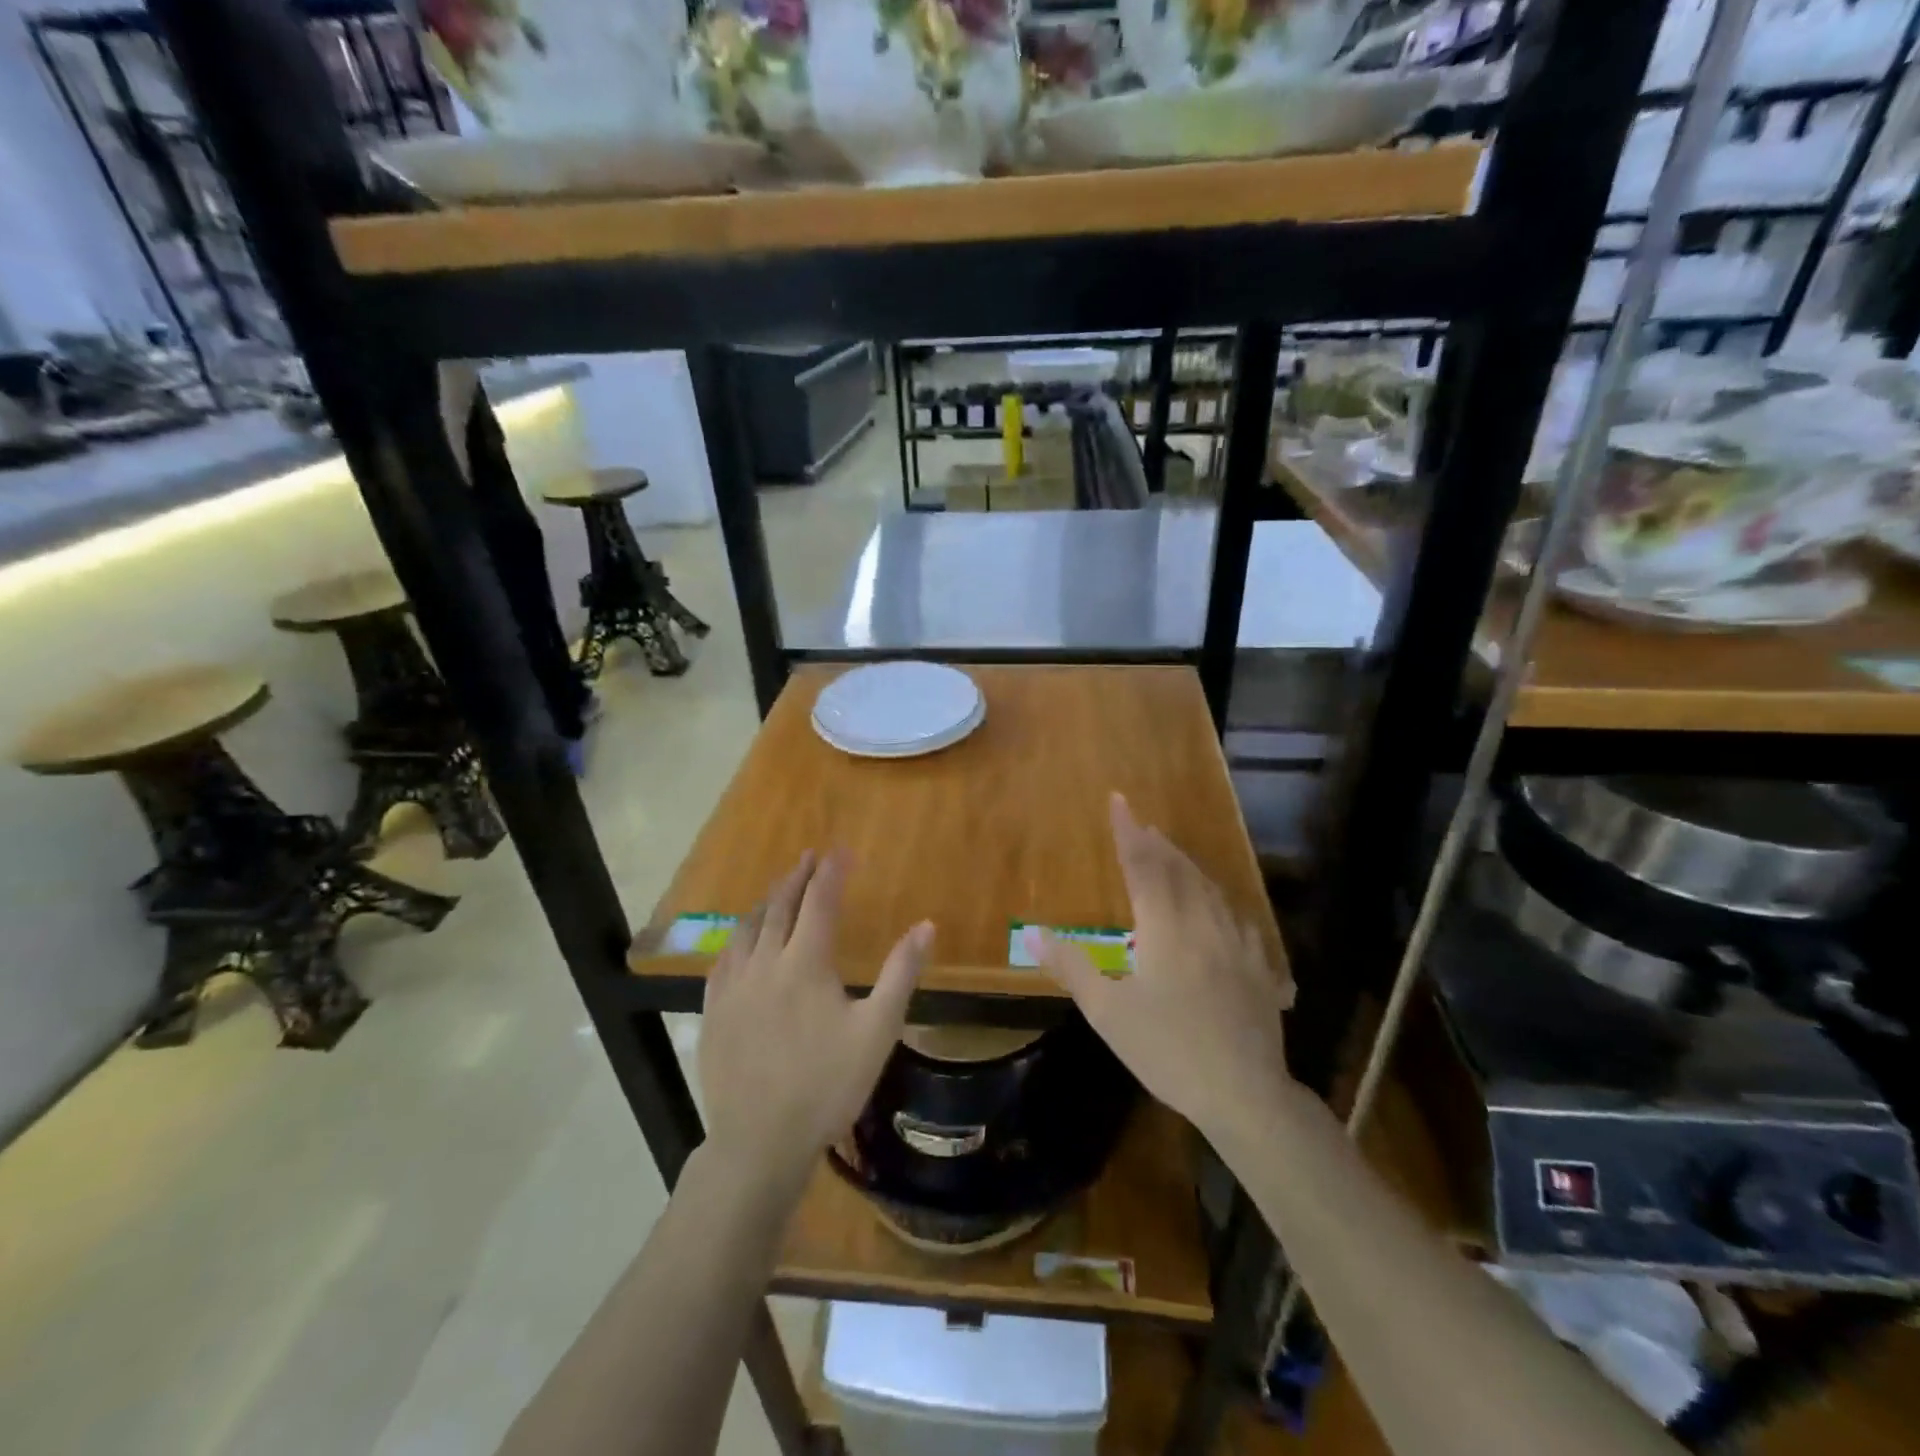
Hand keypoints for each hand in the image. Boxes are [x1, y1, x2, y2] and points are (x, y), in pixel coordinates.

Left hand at [700, 851, 932, 1194]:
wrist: (759, 1142)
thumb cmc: (827, 1085)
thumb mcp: (877, 1031)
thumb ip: (901, 974)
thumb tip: (926, 926)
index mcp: (805, 963)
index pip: (819, 902)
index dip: (831, 872)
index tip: (842, 851)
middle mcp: (764, 963)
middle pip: (780, 907)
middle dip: (797, 878)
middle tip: (809, 857)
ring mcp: (732, 987)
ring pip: (747, 929)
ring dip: (767, 902)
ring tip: (780, 888)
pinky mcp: (712, 1011)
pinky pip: (724, 958)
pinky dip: (739, 936)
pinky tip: (742, 940)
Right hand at [1030, 794, 1293, 1144]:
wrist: (1245, 1093)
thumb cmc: (1167, 1049)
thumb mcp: (1108, 1011)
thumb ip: (1071, 966)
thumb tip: (1030, 931)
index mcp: (1165, 927)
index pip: (1143, 865)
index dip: (1128, 832)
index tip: (1118, 800)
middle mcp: (1203, 923)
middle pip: (1179, 869)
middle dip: (1156, 842)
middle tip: (1140, 823)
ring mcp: (1237, 942)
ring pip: (1209, 888)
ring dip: (1186, 864)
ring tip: (1170, 851)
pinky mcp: (1258, 966)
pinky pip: (1235, 915)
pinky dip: (1216, 897)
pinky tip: (1216, 904)